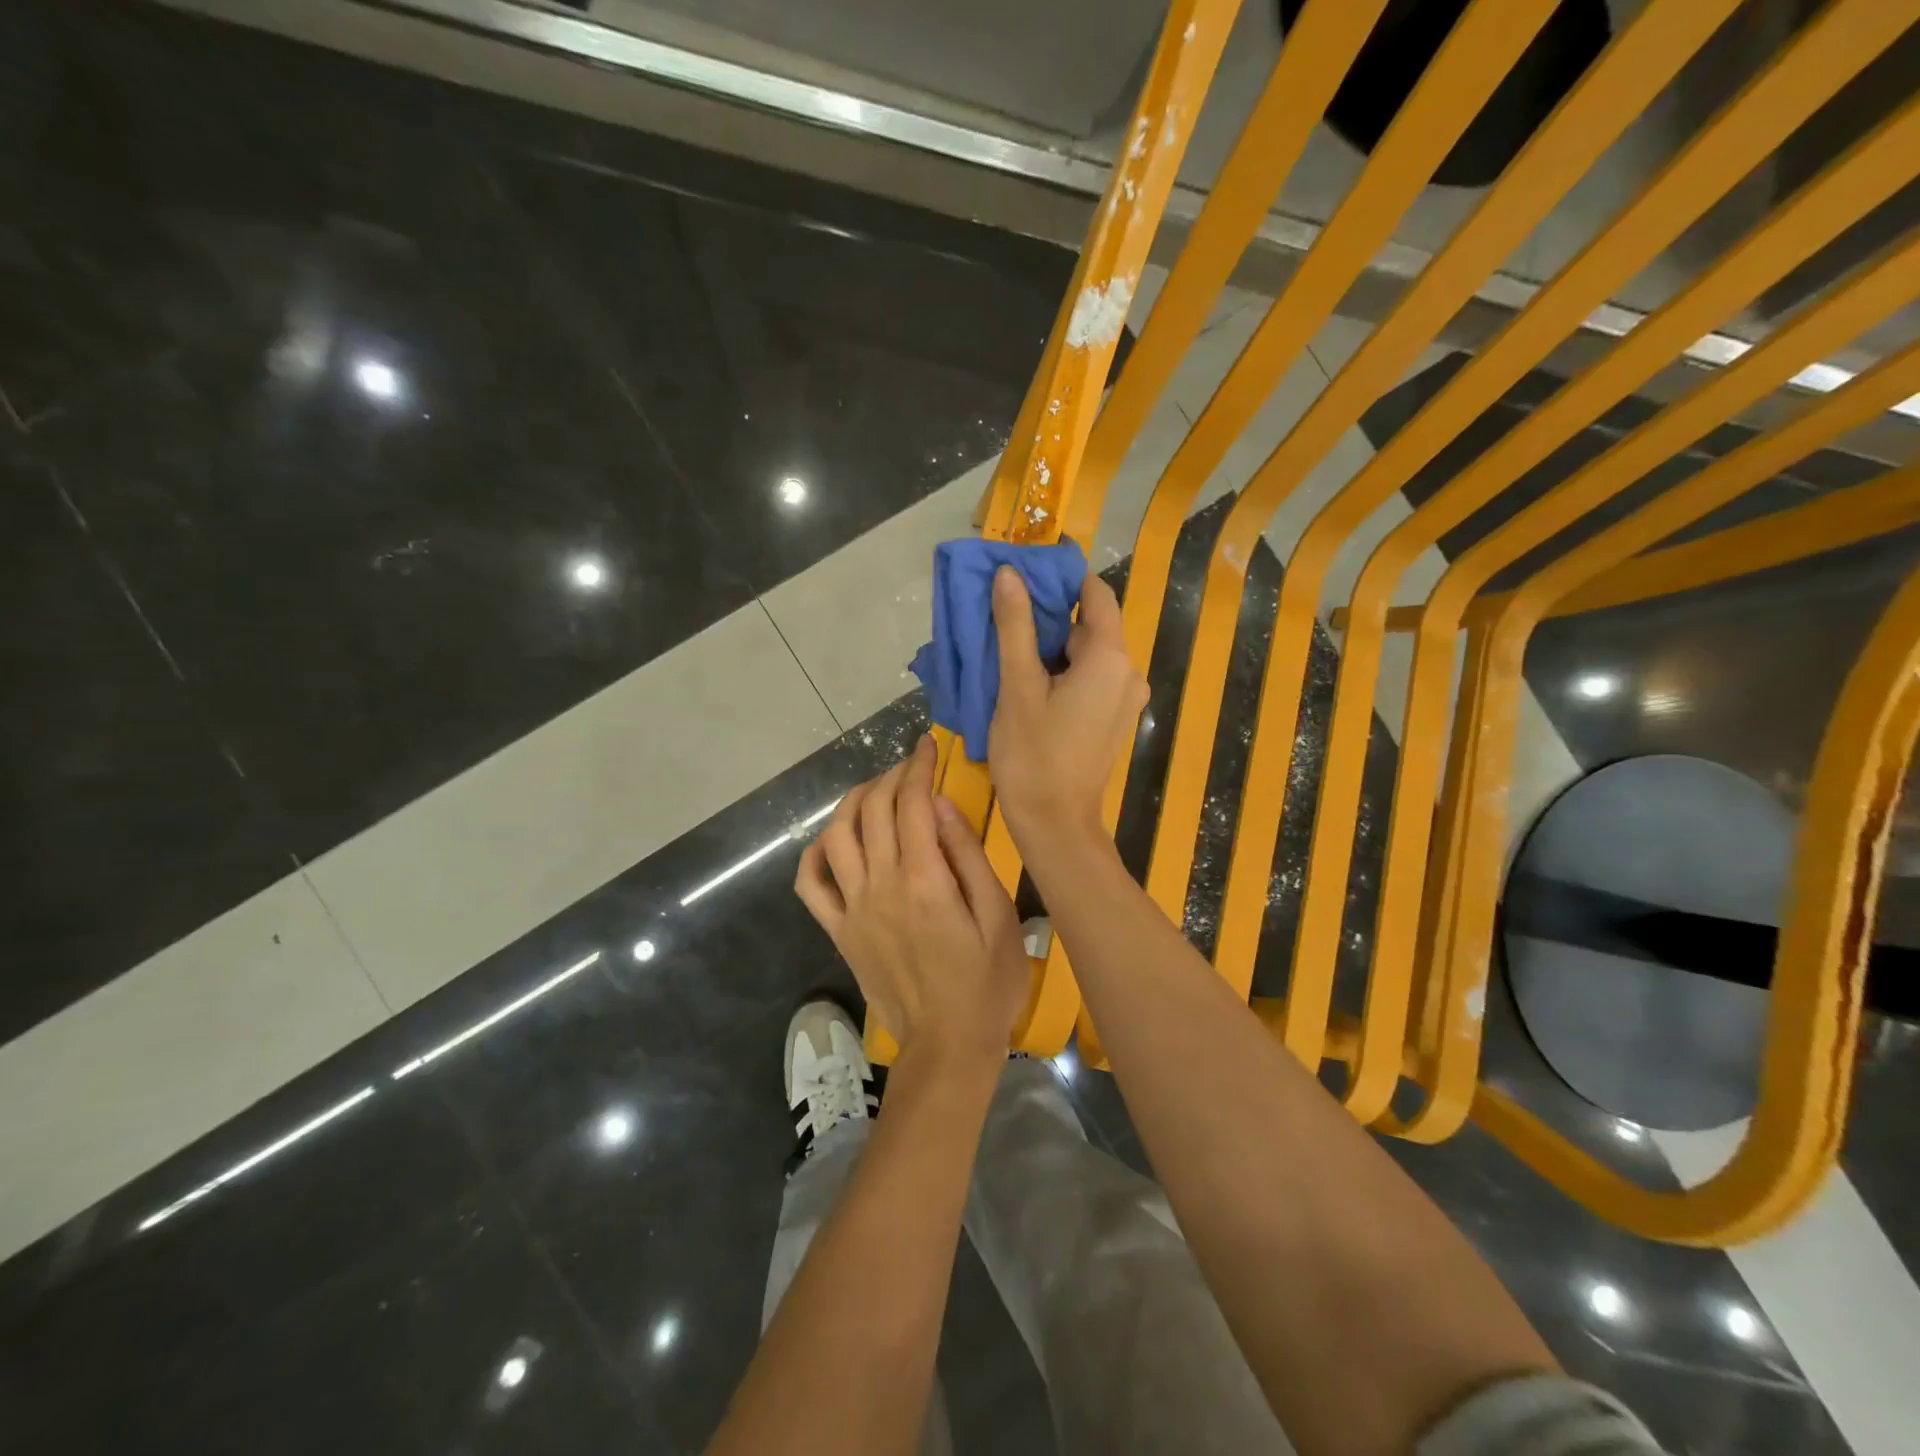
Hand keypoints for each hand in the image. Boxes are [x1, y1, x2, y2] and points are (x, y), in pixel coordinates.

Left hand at [795, 734, 1029, 1063]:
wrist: (946, 1044)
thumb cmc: (986, 982)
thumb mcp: (998, 916)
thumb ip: (967, 856)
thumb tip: (940, 805)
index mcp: (924, 879)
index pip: (912, 802)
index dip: (918, 766)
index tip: (928, 746)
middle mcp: (880, 885)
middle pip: (874, 809)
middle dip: (891, 775)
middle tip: (910, 766)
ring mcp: (853, 908)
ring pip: (836, 835)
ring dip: (853, 802)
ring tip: (876, 792)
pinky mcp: (838, 931)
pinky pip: (810, 885)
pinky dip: (815, 854)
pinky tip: (833, 841)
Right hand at [988, 566, 1147, 846]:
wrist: (1055, 824)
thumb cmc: (1033, 754)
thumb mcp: (1017, 686)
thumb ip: (1015, 626)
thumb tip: (1010, 574)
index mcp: (1110, 657)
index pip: (1095, 594)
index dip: (1062, 578)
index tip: (1024, 571)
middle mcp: (1128, 671)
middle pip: (1089, 625)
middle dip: (1049, 615)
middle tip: (1003, 614)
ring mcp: (1124, 698)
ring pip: (1087, 654)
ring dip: (1051, 646)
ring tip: (1007, 648)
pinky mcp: (1113, 718)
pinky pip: (1090, 679)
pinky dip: (1062, 672)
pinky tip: (1027, 681)